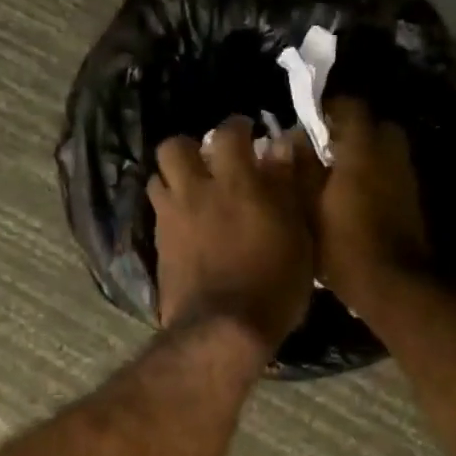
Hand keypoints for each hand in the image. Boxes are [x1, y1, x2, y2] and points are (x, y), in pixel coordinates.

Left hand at [150, 117, 317, 355]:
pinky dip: (170, 210)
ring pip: (157, 178)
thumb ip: (286, 187)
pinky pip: (158, 213)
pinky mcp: (159, 247)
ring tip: (193, 193)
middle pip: (173, 147)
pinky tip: (187, 226)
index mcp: (236, 183)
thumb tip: (281, 147)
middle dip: (189, 148)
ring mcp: (171, 219)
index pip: (228, 133)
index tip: (247, 132)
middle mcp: (196, 192)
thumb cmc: (274, 283)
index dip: (237, 126)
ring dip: (174, 179)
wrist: (223, 329)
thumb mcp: (297, 235)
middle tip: (208, 162)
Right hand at [313, 99, 430, 307]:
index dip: (330, 108)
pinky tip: (354, 196)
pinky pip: (392, 173)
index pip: (351, 106)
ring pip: (386, 150)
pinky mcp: (413, 199)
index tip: (310, 122)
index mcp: (363, 149)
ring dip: (365, 154)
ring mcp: (407, 177)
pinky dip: (375, 175)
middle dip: (352, 130)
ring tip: (337, 174)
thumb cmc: (342, 244)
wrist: (392, 283)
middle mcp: (391, 154)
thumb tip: (294, 141)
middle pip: (376, 125)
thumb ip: (301, 168)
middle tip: (326, 148)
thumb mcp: (308, 207)